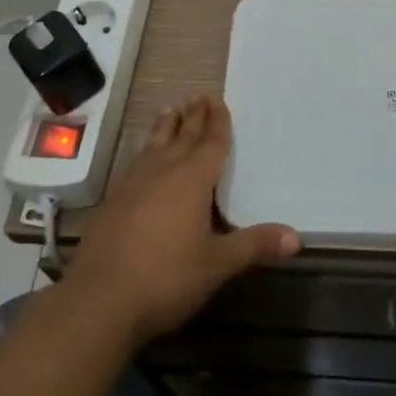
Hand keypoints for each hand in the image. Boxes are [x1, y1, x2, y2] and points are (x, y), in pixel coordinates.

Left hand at [61, 96, 298, 345]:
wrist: (99, 299)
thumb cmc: (166, 277)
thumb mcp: (216, 265)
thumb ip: (254, 246)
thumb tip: (296, 237)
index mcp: (192, 180)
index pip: (210, 144)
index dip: (217, 123)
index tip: (217, 100)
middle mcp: (163, 173)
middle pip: (182, 137)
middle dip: (193, 117)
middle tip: (199, 96)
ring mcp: (133, 185)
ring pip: (155, 146)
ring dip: (165, 127)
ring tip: (170, 109)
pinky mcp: (113, 202)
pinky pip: (136, 163)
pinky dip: (146, 151)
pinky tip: (143, 158)